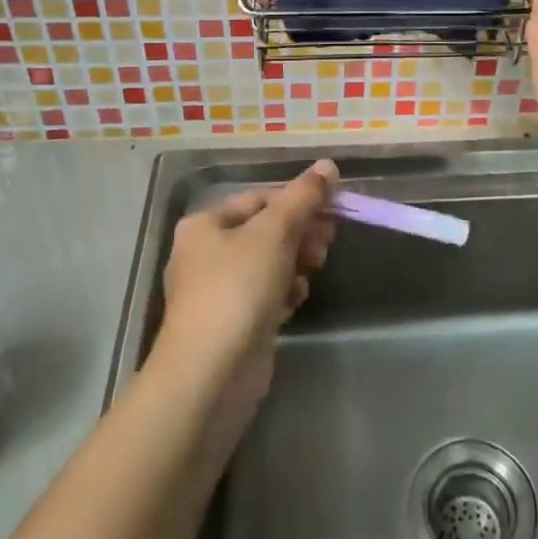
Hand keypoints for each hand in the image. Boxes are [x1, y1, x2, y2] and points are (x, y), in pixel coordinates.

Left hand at [152, 160, 336, 411]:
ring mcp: (219, 291)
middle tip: (327, 242)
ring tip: (312, 272)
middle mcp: (206, 253)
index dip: (298, 201)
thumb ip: (304, 197)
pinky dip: (284, 292)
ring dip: (296, 263)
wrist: (211, 374)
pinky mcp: (233, 322)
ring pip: (270, 262)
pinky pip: (266, 293)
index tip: (332, 210)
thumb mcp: (275, 233)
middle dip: (300, 234)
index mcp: (205, 224)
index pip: (260, 198)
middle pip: (266, 230)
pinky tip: (295, 301)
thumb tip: (328, 164)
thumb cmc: (238, 289)